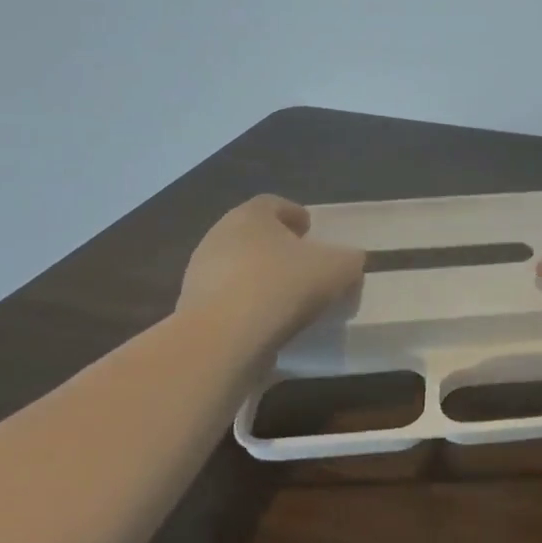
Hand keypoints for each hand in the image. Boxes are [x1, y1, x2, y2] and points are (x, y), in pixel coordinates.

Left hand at [179, 195, 364, 340]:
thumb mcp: (337, 269)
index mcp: (250, 215)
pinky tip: (266, 323)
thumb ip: (349, 260)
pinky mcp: (191, 308)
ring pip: (237, 267)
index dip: (295, 215)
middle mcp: (219, 235)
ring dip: (259, 278)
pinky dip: (245, 306)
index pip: (273, 204)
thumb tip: (351, 260)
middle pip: (253, 235)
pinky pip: (226, 299)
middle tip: (302, 265)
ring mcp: (199, 272)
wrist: (223, 339)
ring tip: (287, 299)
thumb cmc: (283, 286)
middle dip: (277, 247)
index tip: (311, 232)